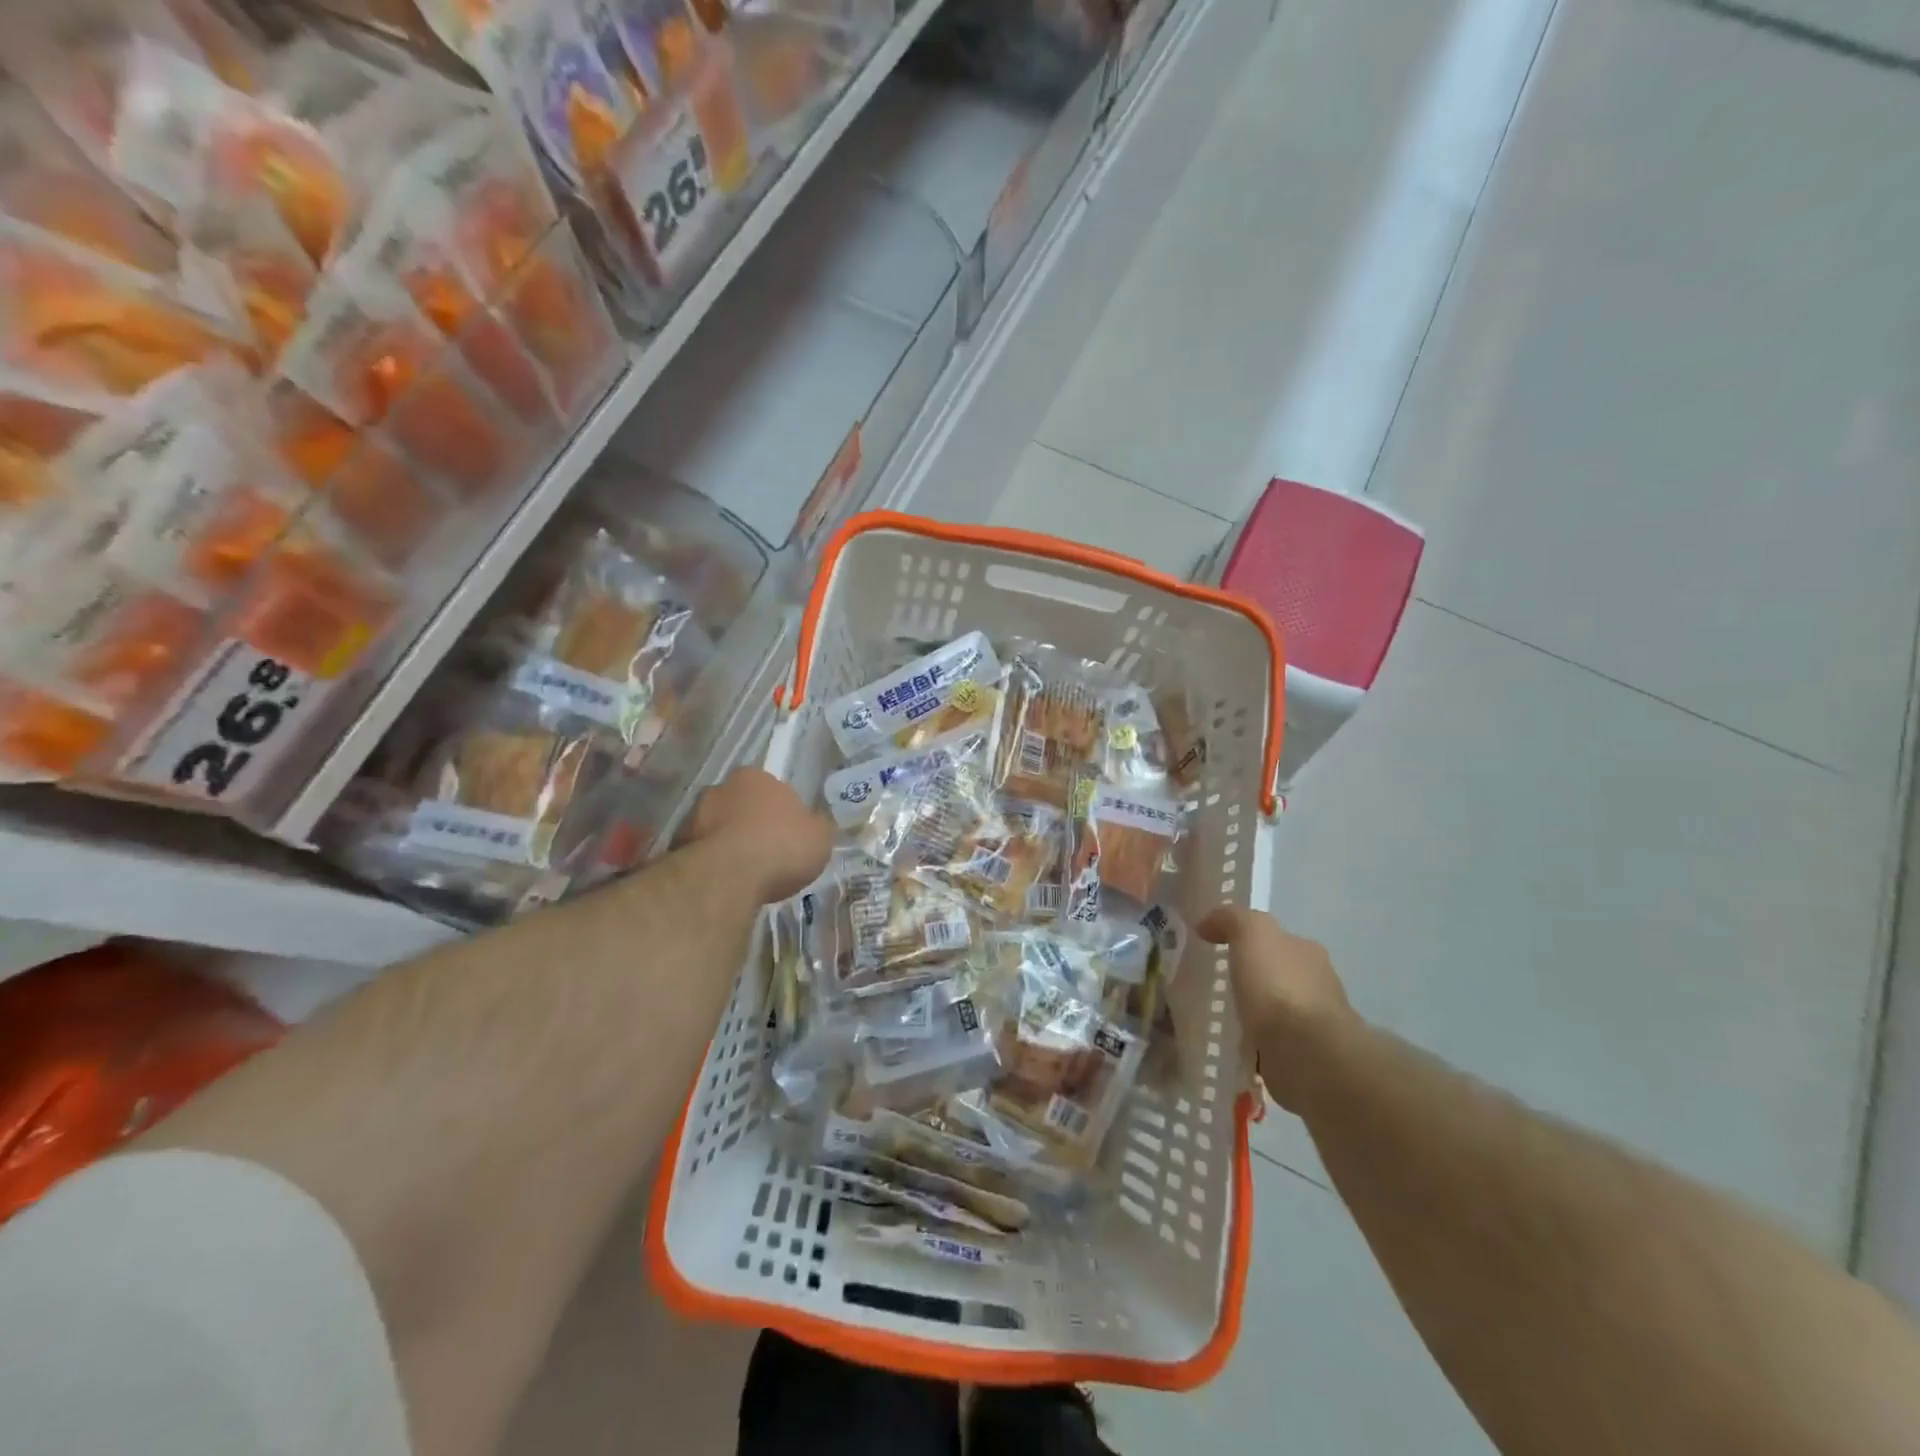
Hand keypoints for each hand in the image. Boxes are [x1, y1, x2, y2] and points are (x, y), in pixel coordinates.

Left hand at [681, 768, 832, 904]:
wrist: (728, 877)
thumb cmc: (781, 846)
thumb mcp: (820, 837)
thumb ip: (818, 826)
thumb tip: (815, 824)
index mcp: (756, 777)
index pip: (770, 788)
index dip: (780, 811)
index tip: (788, 834)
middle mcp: (721, 788)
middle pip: (740, 805)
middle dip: (750, 824)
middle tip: (766, 852)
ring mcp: (693, 815)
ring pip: (717, 828)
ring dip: (728, 844)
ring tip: (745, 873)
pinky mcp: (675, 845)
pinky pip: (701, 853)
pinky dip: (712, 864)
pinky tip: (726, 884)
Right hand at [1199, 907, 1353, 1112]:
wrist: (1307, 1054)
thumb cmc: (1279, 986)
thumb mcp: (1251, 933)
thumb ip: (1230, 919)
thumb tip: (1207, 925)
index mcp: (1307, 951)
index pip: (1276, 939)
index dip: (1247, 941)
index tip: (1217, 950)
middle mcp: (1317, 984)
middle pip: (1278, 975)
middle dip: (1252, 980)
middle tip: (1217, 986)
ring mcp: (1314, 1024)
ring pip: (1275, 1012)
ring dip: (1254, 1015)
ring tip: (1220, 1020)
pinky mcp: (1306, 1059)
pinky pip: (1272, 1046)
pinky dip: (1256, 1046)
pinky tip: (1233, 1049)